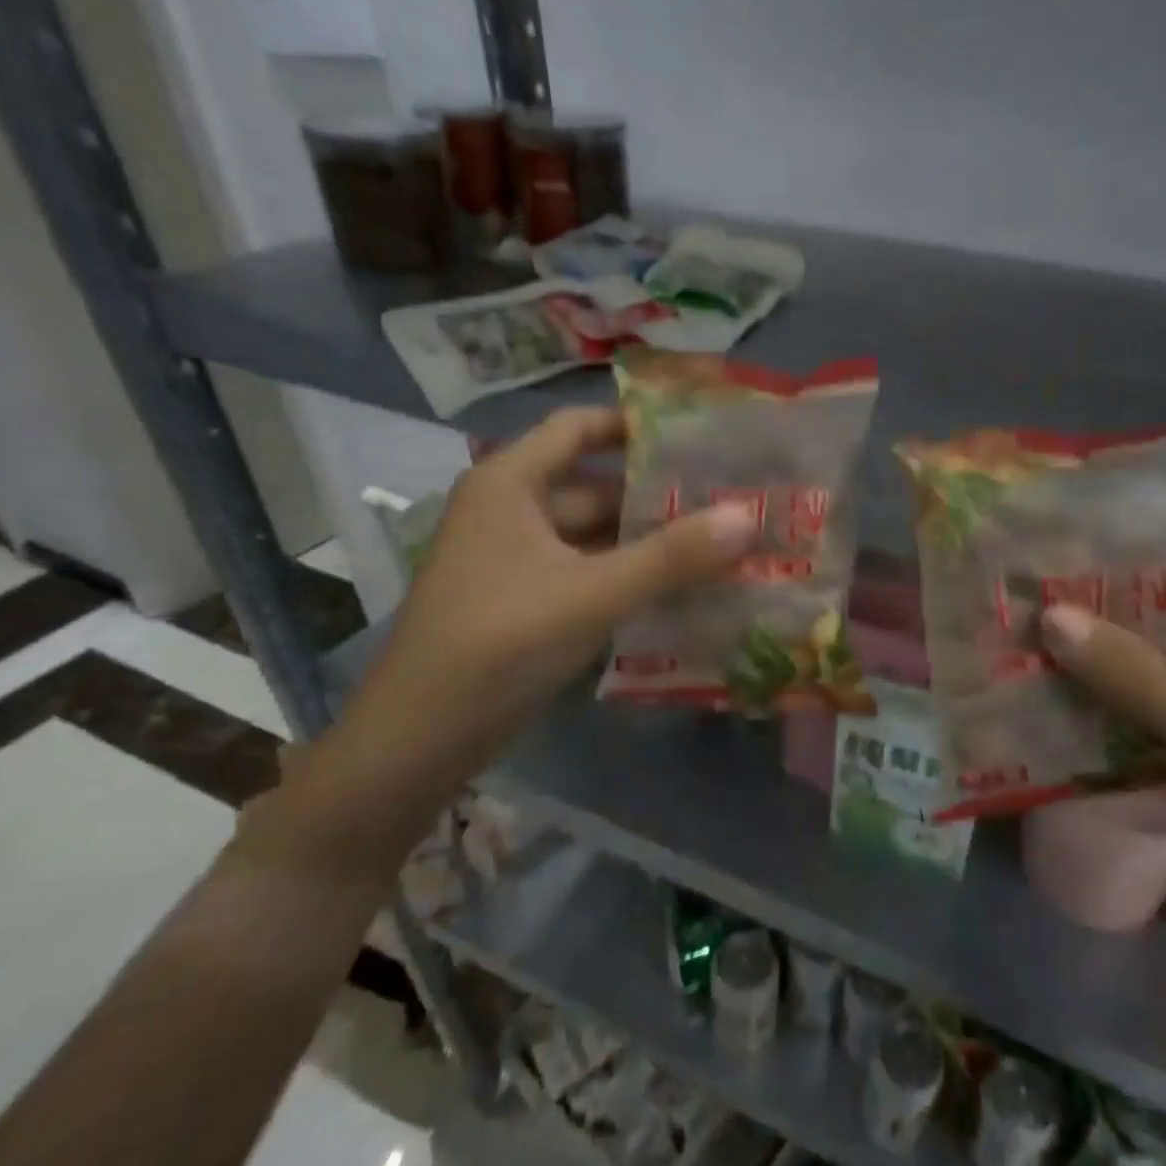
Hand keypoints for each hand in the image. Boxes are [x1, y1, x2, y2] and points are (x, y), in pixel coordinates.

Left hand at [340, 408, 757, 788]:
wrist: (418, 741)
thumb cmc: (497, 644)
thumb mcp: (591, 594)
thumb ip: (671, 557)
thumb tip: (748, 515)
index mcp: (511, 483)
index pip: (579, 427)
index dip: (636, 425)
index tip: (699, 434)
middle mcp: (512, 509)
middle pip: (596, 483)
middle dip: (658, 492)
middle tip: (728, 495)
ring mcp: (518, 557)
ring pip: (595, 532)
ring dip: (649, 538)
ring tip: (719, 538)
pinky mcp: (527, 598)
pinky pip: (589, 569)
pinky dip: (629, 572)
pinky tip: (681, 584)